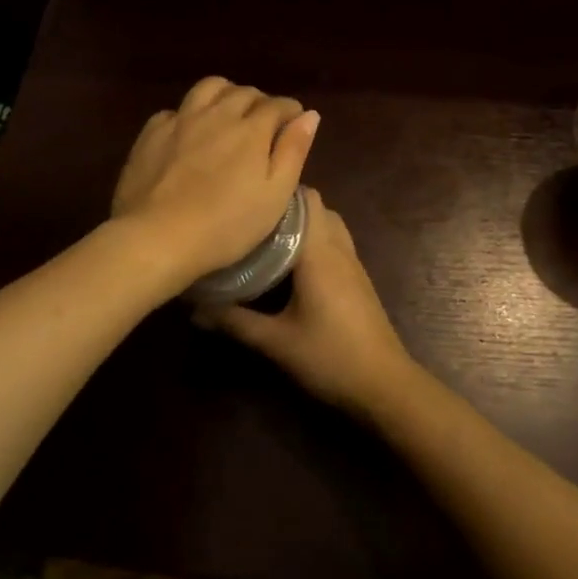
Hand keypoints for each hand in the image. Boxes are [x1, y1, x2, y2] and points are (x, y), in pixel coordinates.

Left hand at [111, 77, 318, 289]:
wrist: (157, 237)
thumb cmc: (226, 225)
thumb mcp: (274, 196)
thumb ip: (293, 151)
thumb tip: (310, 115)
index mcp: (251, 130)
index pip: (278, 105)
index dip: (290, 111)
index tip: (294, 122)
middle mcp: (218, 114)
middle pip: (244, 92)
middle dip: (261, 102)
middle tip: (264, 123)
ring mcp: (181, 120)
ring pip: (208, 88)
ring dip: (225, 94)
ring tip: (228, 114)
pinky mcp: (152, 133)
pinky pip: (175, 110)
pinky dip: (189, 114)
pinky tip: (188, 133)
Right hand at [205, 189, 419, 419]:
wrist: (383, 384)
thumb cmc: (330, 356)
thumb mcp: (276, 341)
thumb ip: (234, 322)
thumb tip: (194, 310)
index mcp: (319, 252)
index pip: (304, 199)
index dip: (276, 193)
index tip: (245, 201)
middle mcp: (339, 248)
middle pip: (317, 206)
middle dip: (286, 208)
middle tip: (251, 222)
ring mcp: (353, 263)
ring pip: (329, 223)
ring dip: (303, 224)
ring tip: (269, 239)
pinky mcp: (359, 279)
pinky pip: (336, 242)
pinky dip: (315, 241)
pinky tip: (292, 265)